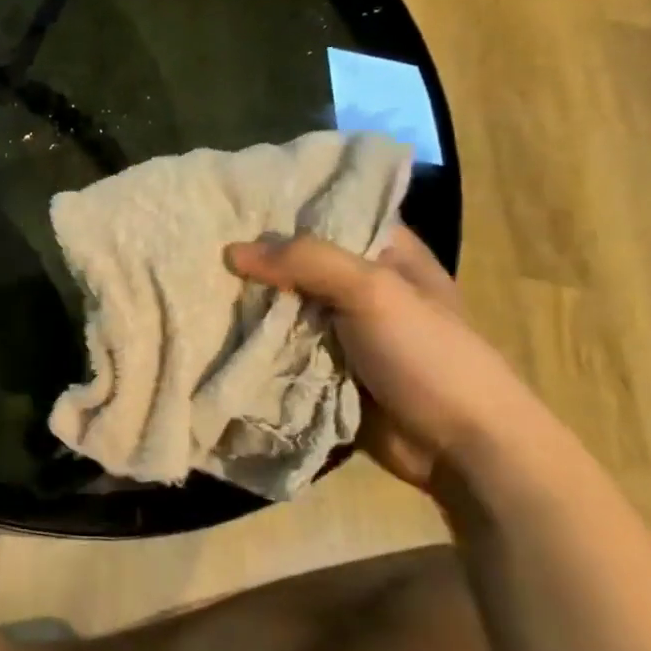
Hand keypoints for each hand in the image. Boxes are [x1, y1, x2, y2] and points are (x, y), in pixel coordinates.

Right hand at [224, 228, 534, 488]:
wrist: (458, 450)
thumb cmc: (428, 357)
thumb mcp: (373, 292)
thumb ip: (305, 261)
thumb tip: (230, 251)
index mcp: (389, 254)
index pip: (332, 212)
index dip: (285, 206)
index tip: (231, 200)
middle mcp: (362, 285)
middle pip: (298, 260)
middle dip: (255, 256)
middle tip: (200, 241)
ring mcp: (340, 329)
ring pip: (282, 304)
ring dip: (248, 301)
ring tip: (192, 281)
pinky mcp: (322, 367)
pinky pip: (278, 344)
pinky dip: (251, 338)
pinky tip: (211, 323)